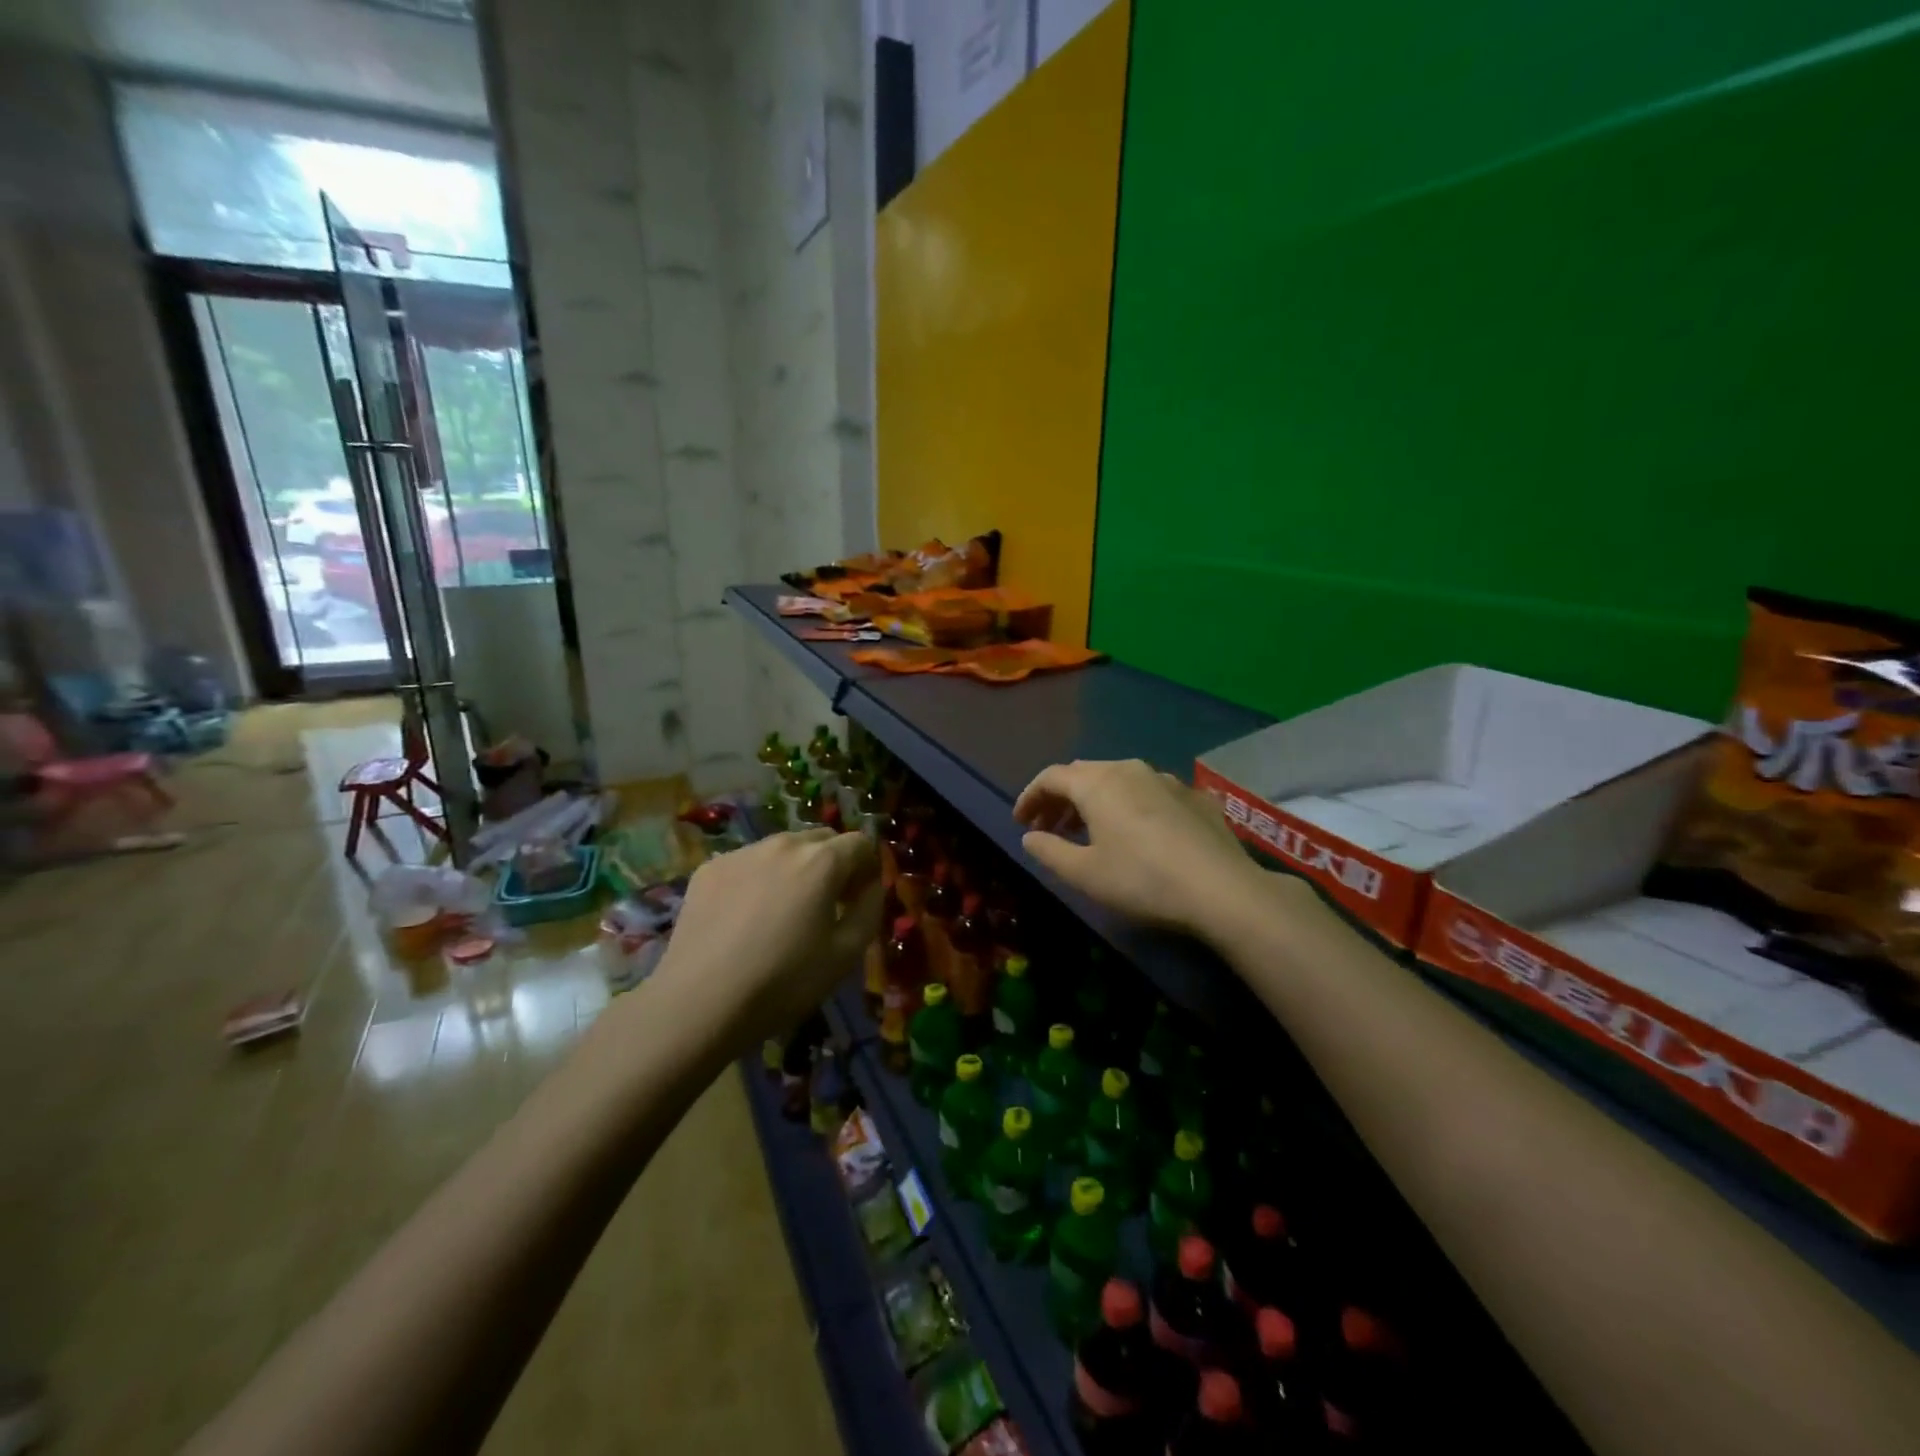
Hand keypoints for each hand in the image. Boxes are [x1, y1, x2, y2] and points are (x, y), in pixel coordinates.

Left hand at [655, 829, 882, 1054]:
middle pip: (822, 839)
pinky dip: (758, 878)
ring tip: (783, 911)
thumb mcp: (845, 955)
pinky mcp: (709, 868)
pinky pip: (748, 863)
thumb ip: (869, 909)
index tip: (859, 899)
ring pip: (783, 848)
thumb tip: (870, 885)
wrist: (698, 1003)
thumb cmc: (783, 982)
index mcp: (821, 861)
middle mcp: (783, 844)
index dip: (868, 868)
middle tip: (826, 904)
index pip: (860, 843)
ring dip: (795, 868)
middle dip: (833, 863)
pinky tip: (746, 918)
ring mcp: (742, 853)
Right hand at [1013, 759, 1272, 937]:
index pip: (1051, 777)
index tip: (1020, 821)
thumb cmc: (1141, 880)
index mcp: (1097, 783)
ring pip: (1117, 780)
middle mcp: (1129, 769)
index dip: (1030, 796)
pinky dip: (1128, 806)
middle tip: (1048, 826)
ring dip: (1094, 801)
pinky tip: (1135, 834)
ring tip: (1087, 831)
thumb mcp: (1084, 874)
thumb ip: (1049, 851)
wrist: (1222, 890)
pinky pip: (1148, 792)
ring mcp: (1166, 780)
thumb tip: (1030, 837)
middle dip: (1060, 798)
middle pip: (1084, 774)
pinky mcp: (1194, 797)